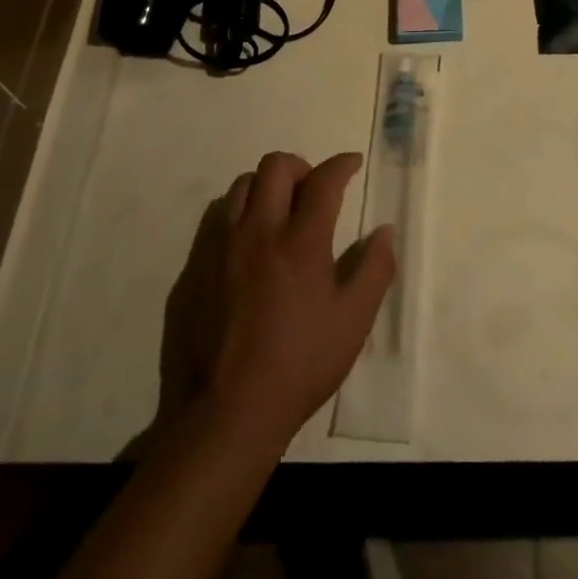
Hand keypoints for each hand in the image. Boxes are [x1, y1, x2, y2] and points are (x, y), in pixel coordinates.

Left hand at [160, 151, 394, 457]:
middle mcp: (257, 231)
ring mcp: (219, 247)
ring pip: (240, 186)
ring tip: (278, 214)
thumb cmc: (298, 366)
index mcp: (300, 241)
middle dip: (300, 167)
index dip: (342, 164)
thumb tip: (384, 231)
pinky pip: (215, 219)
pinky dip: (237, 215)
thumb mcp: (353, 322)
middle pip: (275, 166)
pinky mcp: (193, 268)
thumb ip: (374, 269)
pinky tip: (246, 246)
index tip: (351, 164)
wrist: (222, 414)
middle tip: (312, 191)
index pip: (323, 180)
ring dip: (265, 187)